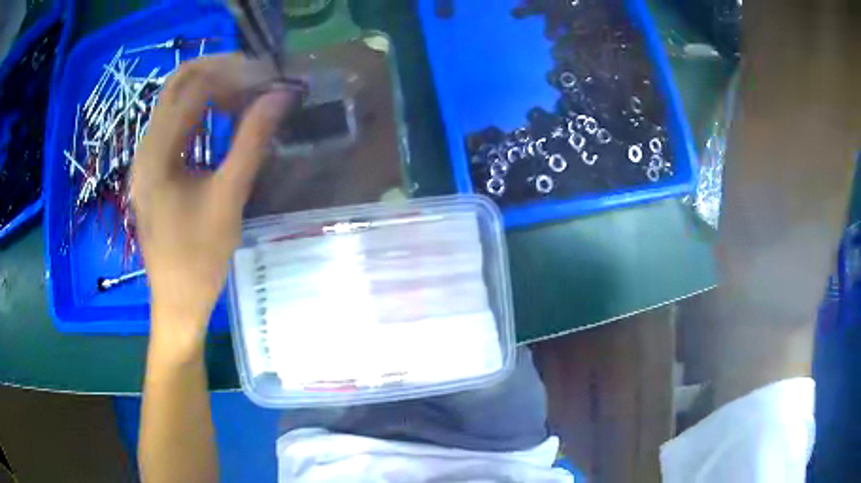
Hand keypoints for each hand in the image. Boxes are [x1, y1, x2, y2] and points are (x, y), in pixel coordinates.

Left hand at [131, 54, 294, 347]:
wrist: (177, 301)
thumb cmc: (199, 260)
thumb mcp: (228, 199)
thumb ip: (252, 141)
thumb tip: (281, 96)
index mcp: (156, 154)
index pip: (194, 87)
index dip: (235, 74)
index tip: (271, 81)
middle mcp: (145, 146)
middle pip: (179, 81)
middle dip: (221, 70)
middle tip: (259, 78)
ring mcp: (146, 155)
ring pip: (176, 97)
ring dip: (212, 85)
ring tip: (247, 93)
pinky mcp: (153, 166)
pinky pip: (176, 119)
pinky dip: (202, 107)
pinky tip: (225, 116)